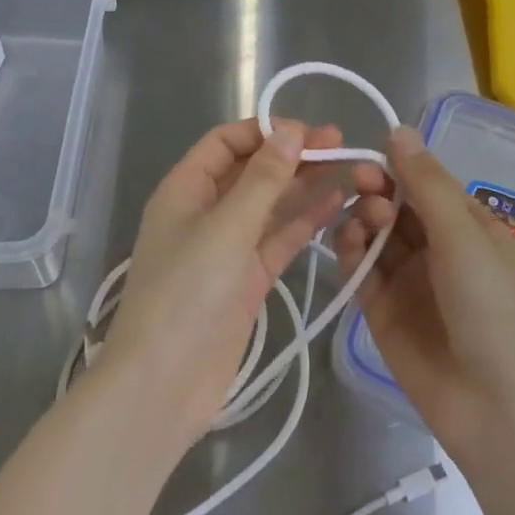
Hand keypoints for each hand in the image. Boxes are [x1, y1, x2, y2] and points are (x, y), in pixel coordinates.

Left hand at [99, 118, 347, 449]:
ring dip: (304, 186)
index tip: (308, 130)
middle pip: (252, 171)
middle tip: (341, 143)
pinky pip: (278, 240)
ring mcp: (227, 248)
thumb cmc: (187, 293)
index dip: (264, 130)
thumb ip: (263, 179)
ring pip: (270, 205)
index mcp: (185, 189)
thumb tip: (291, 132)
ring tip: (349, 167)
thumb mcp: (227, 227)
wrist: (165, 384)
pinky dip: (304, 222)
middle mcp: (205, 212)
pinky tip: (337, 205)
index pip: (226, 142)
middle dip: (292, 155)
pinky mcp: (247, 280)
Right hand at [338, 126, 514, 459]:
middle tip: (362, 184)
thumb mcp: (462, 235)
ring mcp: (406, 278)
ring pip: (374, 233)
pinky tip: (349, 242)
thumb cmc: (489, 306)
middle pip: (395, 204)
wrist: (493, 404)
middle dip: (377, 189)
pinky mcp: (381, 308)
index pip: (424, 183)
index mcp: (465, 225)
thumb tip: (399, 129)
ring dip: (364, 217)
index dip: (398, 166)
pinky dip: (351, 250)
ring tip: (365, 221)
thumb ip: (425, 183)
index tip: (371, 158)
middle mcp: (435, 247)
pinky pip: (360, 268)